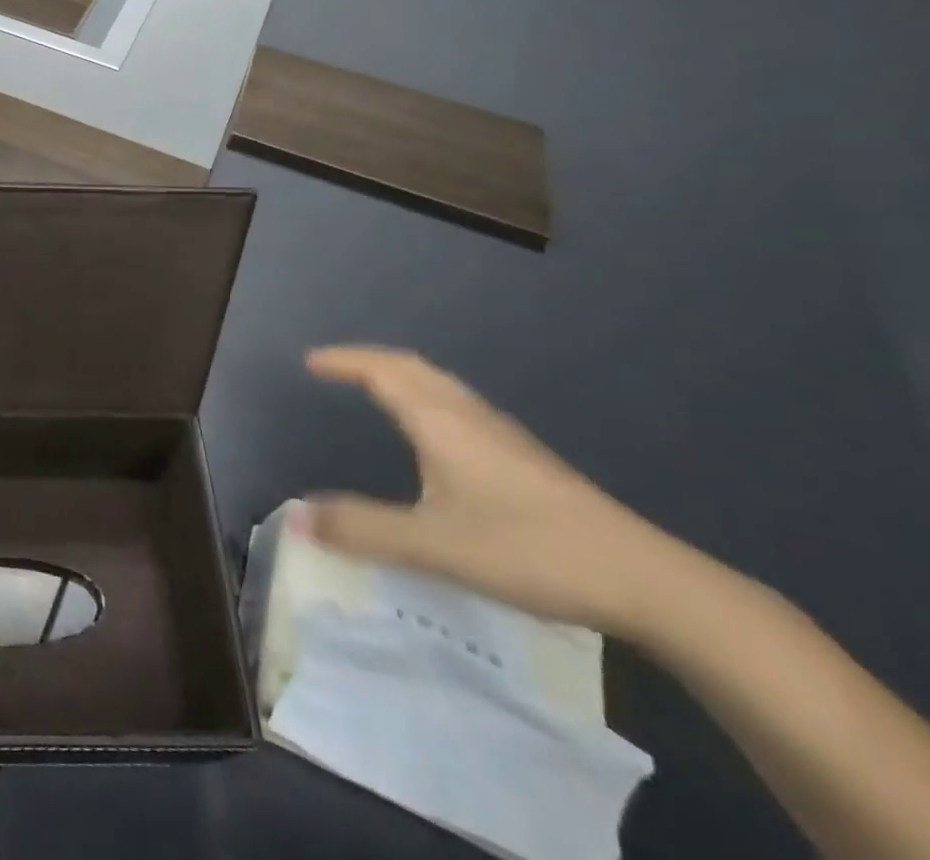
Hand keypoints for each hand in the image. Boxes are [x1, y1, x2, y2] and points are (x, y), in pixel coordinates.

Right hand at [299, 345, 684, 636]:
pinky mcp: (525, 460)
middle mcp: (469, 416)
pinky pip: (459, 405)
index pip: (382, 371)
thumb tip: (295, 516)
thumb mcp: (434, 545)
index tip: (310, 362)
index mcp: (441, 422)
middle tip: (336, 368)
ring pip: (440, 385)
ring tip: (375, 388)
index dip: (344, 361)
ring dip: (401, 376)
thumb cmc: (529, 550)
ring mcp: (503, 436)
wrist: (646, 581)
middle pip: (412, 367)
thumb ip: (363, 530)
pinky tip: (436, 434)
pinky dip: (427, 398)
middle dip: (369, 360)